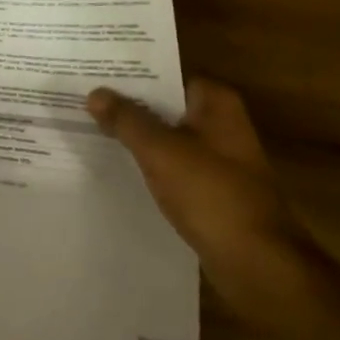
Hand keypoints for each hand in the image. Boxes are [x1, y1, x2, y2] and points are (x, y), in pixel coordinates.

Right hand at [87, 78, 303, 308]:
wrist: (257, 263)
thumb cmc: (212, 195)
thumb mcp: (161, 151)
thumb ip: (127, 120)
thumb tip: (95, 92)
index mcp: (216, 103)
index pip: (165, 76)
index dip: (130, 76)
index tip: (94, 76)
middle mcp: (221, 124)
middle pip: (165, 107)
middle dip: (128, 107)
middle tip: (82, 102)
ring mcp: (218, 159)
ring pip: (167, 139)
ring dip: (136, 139)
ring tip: (89, 131)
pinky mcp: (212, 190)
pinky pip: (172, 168)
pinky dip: (149, 167)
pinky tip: (117, 170)